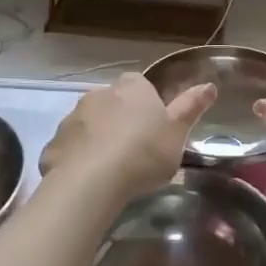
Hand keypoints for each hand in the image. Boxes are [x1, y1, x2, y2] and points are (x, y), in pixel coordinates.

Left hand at [39, 72, 216, 201]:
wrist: (91, 181)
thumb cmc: (143, 153)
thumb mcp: (177, 132)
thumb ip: (192, 107)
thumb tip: (209, 85)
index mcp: (132, 88)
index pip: (141, 84)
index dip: (147, 103)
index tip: (154, 126)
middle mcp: (100, 93)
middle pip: (113, 101)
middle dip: (121, 118)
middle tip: (134, 149)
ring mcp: (73, 116)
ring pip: (90, 122)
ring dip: (98, 136)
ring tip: (111, 168)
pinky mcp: (55, 142)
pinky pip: (71, 146)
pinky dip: (78, 156)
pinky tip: (88, 179)